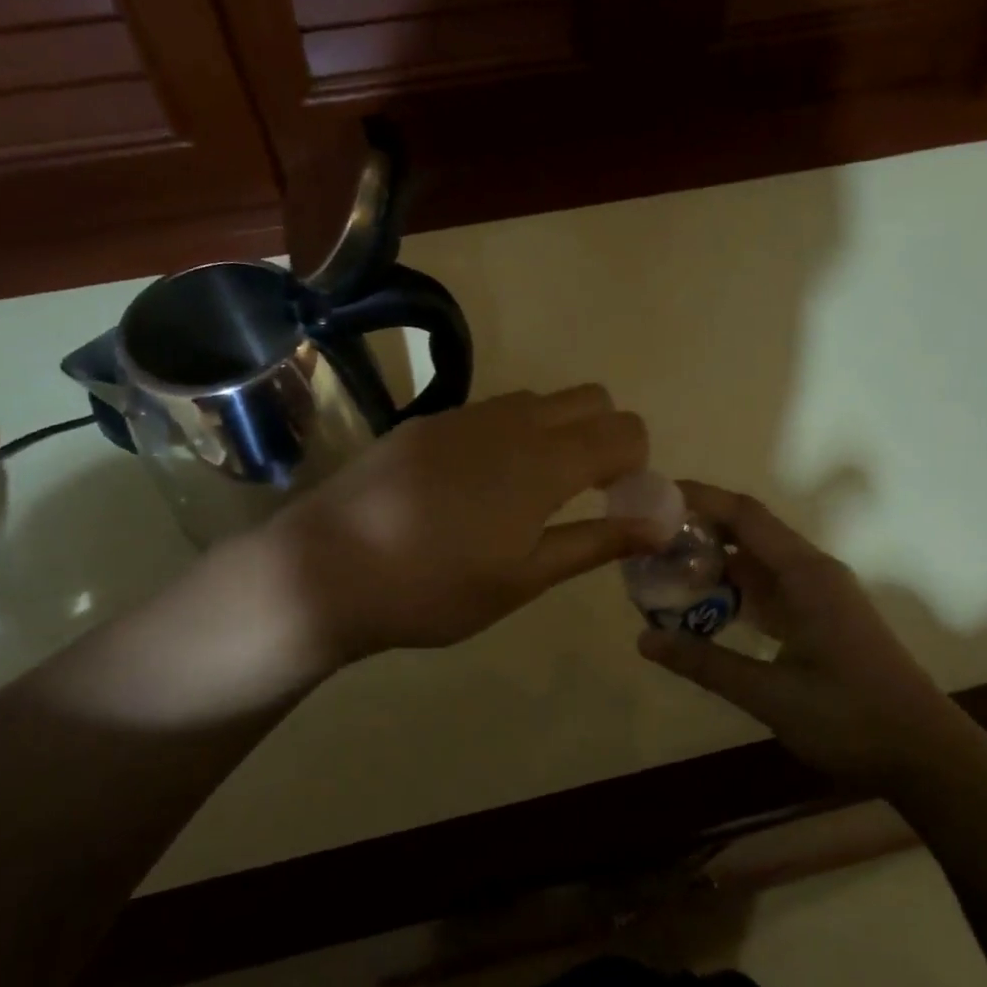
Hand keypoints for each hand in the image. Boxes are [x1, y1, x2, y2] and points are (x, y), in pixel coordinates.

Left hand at [270, 386, 655, 664]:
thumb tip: (661, 523)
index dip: (636, 463)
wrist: (325, 568)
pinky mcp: (426, 424)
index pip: (625, 430)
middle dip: (604, 437)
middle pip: (590, 398)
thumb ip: (596, 542)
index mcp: (543, 461)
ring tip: (526, 496)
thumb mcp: (524, 578)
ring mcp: (464, 416)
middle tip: (580, 495)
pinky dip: (510, 436)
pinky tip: (472, 490)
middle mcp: (510, 422)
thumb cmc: (434, 588)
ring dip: (556, 434)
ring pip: (538, 401)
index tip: (616, 503)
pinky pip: (491, 412)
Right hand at [637, 483, 986, 788]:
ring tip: (663, 574)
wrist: (924, 756)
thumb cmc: (851, 718)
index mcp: (806, 575)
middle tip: (645, 544)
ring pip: (757, 566)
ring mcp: (819, 597)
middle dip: (698, 534)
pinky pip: (768, 592)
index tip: (654, 497)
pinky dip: (734, 594)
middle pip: (748, 535)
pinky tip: (703, 611)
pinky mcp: (820, 621)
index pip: (745, 516)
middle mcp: (813, 574)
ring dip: (713, 567)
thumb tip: (644, 638)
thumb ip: (706, 663)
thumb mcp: (769, 694)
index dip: (700, 499)